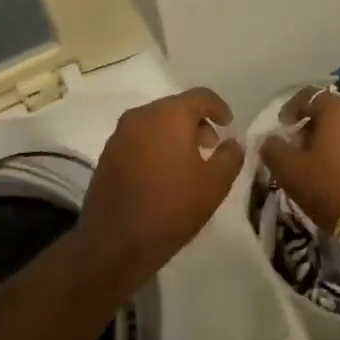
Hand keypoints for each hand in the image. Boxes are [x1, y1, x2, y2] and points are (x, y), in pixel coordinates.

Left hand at [77, 88, 243, 284]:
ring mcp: (119, 135)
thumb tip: (232, 143)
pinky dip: (156, 146)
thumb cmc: (171, 208)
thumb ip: (230, 156)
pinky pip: (139, 139)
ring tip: (189, 162)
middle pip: (175, 107)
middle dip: (197, 122)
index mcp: (168, 115)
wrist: (114, 243)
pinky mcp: (107, 155)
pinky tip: (164, 173)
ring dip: (175, 134)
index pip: (200, 96)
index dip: (219, 107)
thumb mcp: (215, 184)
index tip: (229, 125)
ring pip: (155, 123)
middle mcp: (141, 116)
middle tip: (211, 146)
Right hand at [258, 86, 339, 238]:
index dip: (292, 109)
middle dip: (316, 125)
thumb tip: (269, 139)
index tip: (283, 127)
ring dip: (339, 138)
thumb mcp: (291, 173)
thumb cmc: (334, 189)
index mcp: (336, 108)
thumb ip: (274, 150)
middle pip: (334, 110)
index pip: (308, 95)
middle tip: (304, 148)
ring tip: (329, 162)